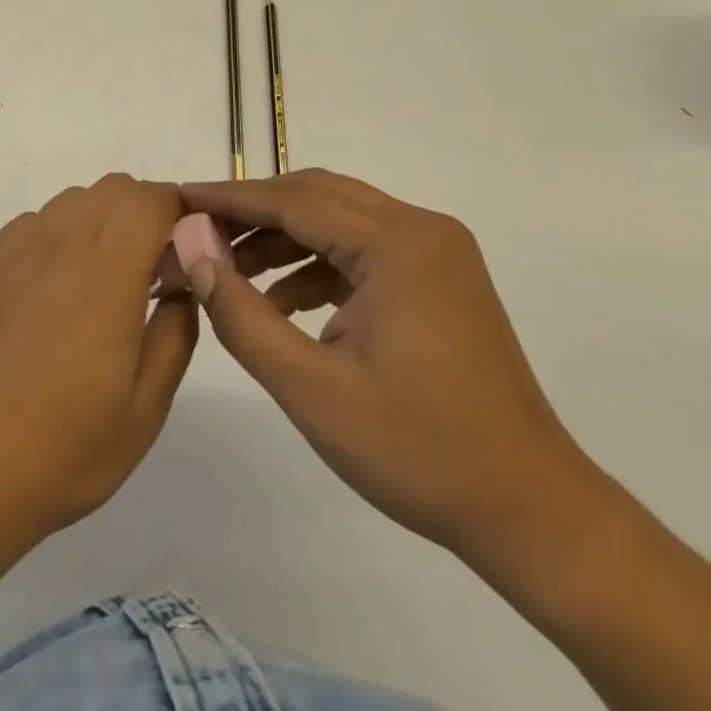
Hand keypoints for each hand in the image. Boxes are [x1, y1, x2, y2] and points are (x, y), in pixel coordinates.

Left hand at [0, 175, 199, 542]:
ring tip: (101, 283)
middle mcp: (57, 246)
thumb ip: (174, 332)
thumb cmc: (64, 450)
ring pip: (71, 201)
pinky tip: (54, 292)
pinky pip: (33, 223)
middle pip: (112, 189)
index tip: (187, 249)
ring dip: (100, 221)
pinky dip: (59, 236)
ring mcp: (13, 252)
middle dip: (143, 212)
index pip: (148, 200)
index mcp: (103, 276)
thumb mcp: (145, 409)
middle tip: (150, 270)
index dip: (177, 211)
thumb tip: (181, 284)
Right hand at [178, 169, 614, 573]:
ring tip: (228, 272)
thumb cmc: (418, 452)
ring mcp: (436, 252)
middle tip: (197, 233)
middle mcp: (421, 229)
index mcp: (399, 245)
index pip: (293, 200)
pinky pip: (361, 250)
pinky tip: (282, 303)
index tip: (178, 197)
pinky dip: (315, 265)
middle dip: (252, 212)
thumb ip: (241, 312)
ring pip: (338, 220)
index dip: (229, 198)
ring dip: (281, 238)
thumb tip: (192, 249)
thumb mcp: (310, 387)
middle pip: (316, 197)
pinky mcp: (438, 277)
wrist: (532, 514)